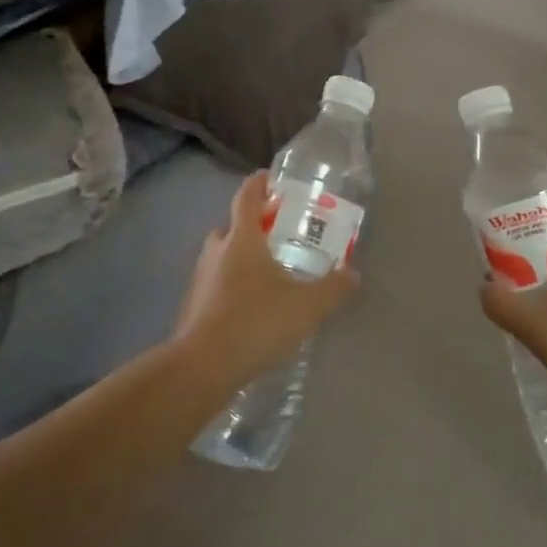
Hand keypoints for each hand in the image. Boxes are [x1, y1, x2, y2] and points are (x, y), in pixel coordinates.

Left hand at [171, 171, 358, 388]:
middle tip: (277, 234)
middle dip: (252, 225)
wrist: (203, 367)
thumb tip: (352, 273)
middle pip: (231, 226)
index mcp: (241, 239)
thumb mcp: (307, 306)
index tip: (271, 178)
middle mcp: (216, 251)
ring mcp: (200, 279)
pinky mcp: (193, 307)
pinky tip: (251, 308)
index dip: (259, 183)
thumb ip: (333, 287)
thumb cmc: (256, 322)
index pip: (247, 196)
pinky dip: (231, 287)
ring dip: (240, 258)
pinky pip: (216, 285)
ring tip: (268, 274)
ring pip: (221, 257)